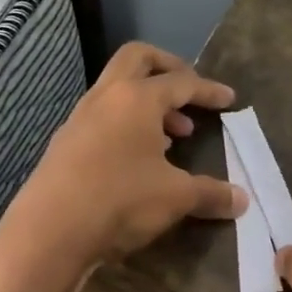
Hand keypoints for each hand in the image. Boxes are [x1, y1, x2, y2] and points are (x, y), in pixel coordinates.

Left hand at [0, 43, 246, 290]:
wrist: (49, 232)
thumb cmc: (120, 201)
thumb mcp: (175, 197)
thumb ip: (210, 194)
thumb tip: (242, 200)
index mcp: (136, 97)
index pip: (181, 82)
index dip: (208, 90)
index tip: (229, 100)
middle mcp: (105, 97)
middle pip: (138, 60)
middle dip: (168, 69)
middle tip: (189, 93)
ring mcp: (79, 119)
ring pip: (117, 91)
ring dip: (146, 103)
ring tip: (171, 136)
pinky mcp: (65, 144)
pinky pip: (102, 119)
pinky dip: (126, 125)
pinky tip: (138, 159)